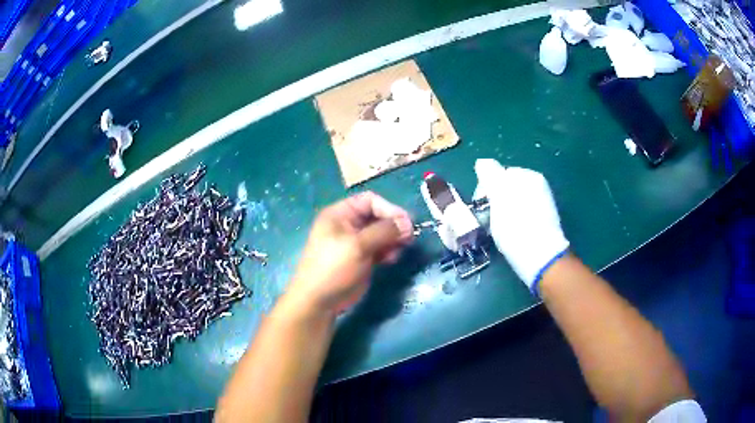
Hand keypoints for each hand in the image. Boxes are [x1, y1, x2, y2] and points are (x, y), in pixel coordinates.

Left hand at [286, 192, 413, 314]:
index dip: (389, 209)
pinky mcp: (362, 257)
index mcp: (340, 214)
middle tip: (409, 237)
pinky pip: (380, 248)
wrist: (319, 301)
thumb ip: (384, 231)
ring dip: (393, 239)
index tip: (406, 223)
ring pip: (381, 233)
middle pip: (378, 216)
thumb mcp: (357, 246)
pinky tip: (392, 259)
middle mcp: (348, 224)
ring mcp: (355, 242)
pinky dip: (388, 251)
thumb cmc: (333, 267)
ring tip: (400, 249)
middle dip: (394, 225)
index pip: (370, 201)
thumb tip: (407, 223)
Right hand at [474, 159, 568, 292]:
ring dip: (504, 212)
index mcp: (528, 176)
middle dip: (496, 200)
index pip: (500, 174)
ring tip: (500, 229)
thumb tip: (482, 162)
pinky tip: (513, 234)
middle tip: (489, 219)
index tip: (481, 206)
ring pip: (514, 202)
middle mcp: (538, 185)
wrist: (541, 257)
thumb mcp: (498, 195)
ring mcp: (544, 203)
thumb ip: (490, 174)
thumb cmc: (516, 225)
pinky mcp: (545, 221)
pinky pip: (523, 214)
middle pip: (508, 188)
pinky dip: (515, 221)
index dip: (486, 189)